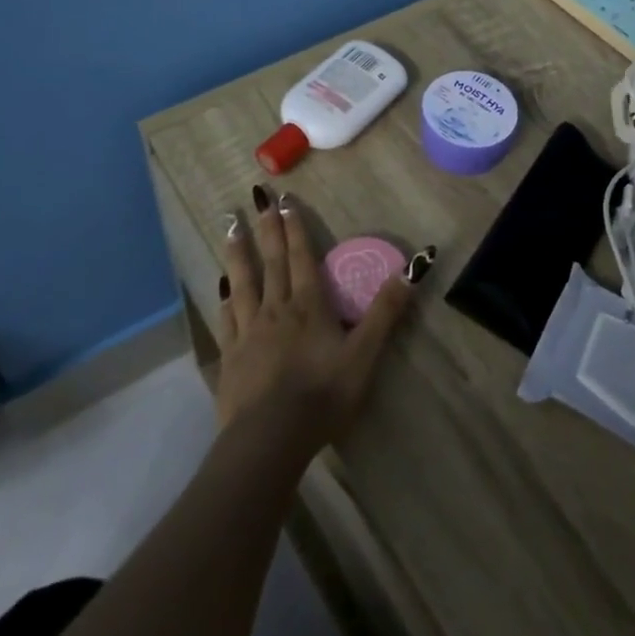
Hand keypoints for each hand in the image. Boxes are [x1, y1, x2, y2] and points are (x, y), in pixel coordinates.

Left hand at [214, 186, 412, 455]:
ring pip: (242, 282)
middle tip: (257, 197)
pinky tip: (221, 287)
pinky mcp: (230, 356)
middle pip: (271, 261)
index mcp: (309, 306)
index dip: (296, 228)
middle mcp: (276, 309)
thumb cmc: (323, 395)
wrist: (270, 438)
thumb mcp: (364, 354)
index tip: (286, 201)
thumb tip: (413, 268)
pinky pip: (227, 317)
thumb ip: (386, 310)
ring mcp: (248, 332)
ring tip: (230, 225)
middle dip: (267, 228)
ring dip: (238, 252)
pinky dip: (225, 298)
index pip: (302, 258)